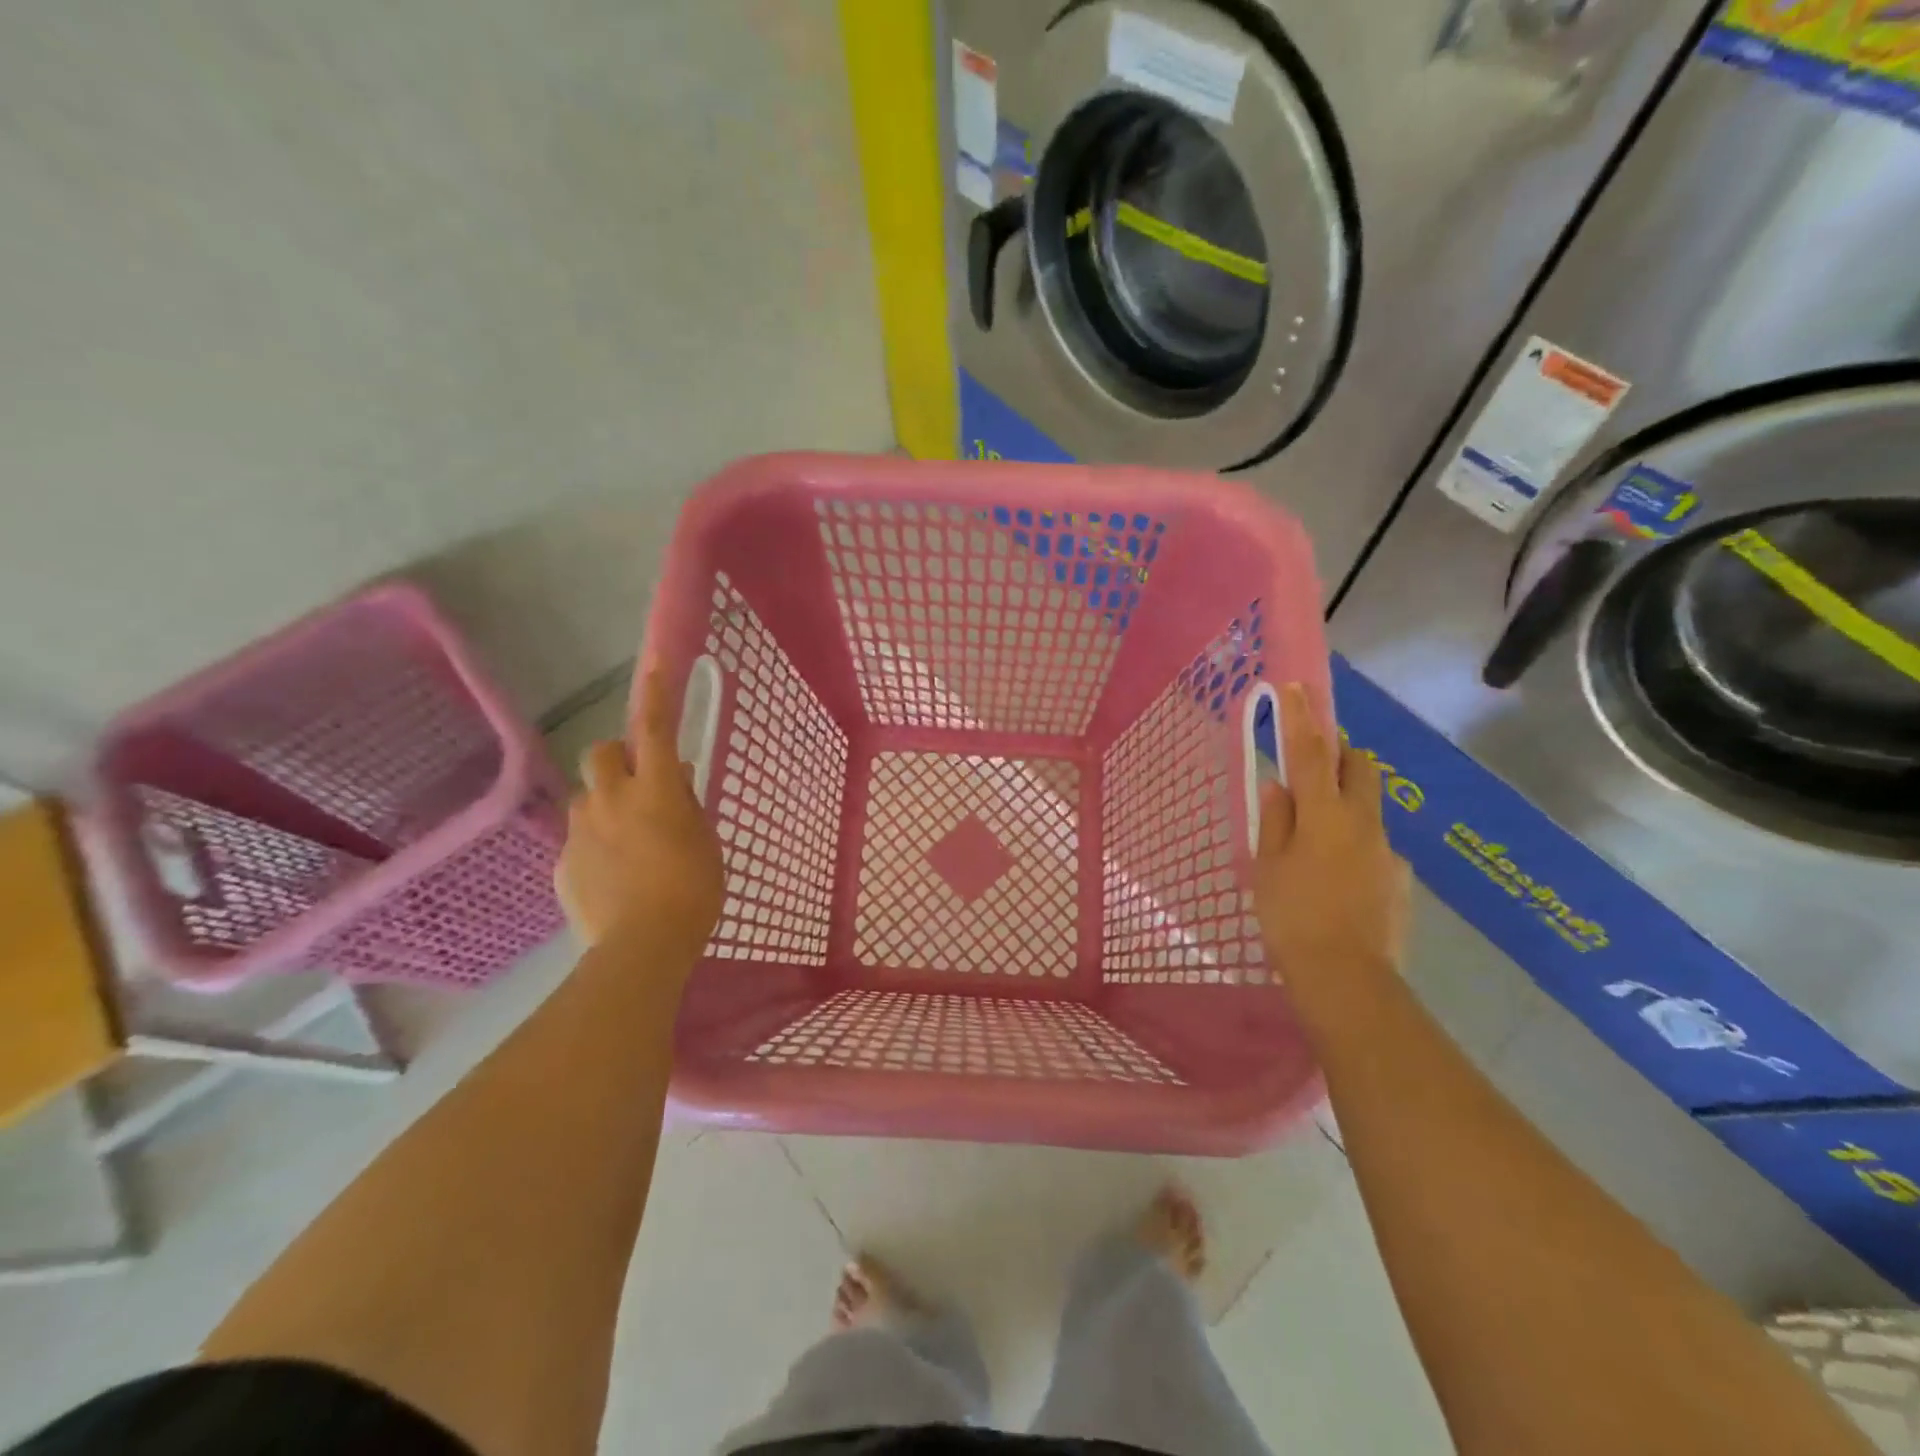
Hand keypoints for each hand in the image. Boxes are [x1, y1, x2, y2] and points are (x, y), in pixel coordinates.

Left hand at [554, 670, 723, 960]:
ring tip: (629, 843)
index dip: (655, 694)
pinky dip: (596, 846)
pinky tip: (614, 878)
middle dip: (617, 759)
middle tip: (639, 785)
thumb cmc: (693, 890)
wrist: (642, 946)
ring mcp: (580, 831)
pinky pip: (578, 840)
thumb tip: (674, 778)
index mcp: (655, 790)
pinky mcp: (562, 863)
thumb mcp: (705, 842)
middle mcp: (610, 799)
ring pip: (588, 799)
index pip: (654, 728)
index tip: (653, 663)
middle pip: (601, 754)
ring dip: (606, 806)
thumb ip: (686, 804)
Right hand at [1254, 683, 1411, 983]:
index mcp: (1324, 816)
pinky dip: (1355, 848)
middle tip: (1315, 763)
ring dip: (1345, 806)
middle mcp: (1363, 823)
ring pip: (1368, 808)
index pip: (1311, 754)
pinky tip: (1337, 883)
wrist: (1347, 979)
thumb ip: (1276, 820)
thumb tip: (1278, 784)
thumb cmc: (1292, 917)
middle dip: (1342, 752)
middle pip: (1362, 767)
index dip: (1302, 719)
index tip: (1297, 687)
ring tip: (1316, 845)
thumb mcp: (1268, 867)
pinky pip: (1375, 847)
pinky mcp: (1400, 880)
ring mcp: (1387, 851)